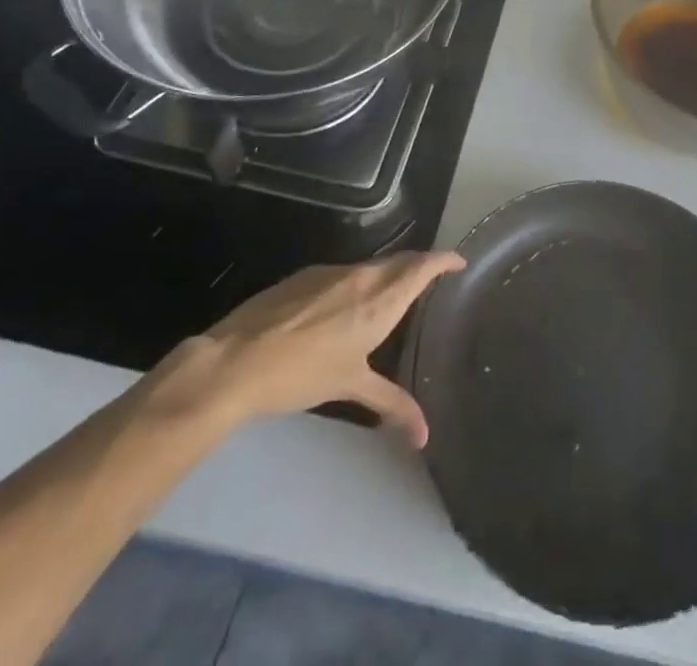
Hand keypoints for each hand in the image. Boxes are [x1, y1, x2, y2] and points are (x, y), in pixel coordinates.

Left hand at [136, 253, 465, 448]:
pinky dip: (360, 282)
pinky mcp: (305, 276)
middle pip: (400, 260)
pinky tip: (348, 307)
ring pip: (372, 266)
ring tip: (395, 296)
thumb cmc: (302, 373)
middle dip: (420, 265)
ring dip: (389, 274)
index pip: (422, 265)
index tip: (460, 262)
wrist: (236, 361)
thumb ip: (391, 405)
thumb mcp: (351, 387)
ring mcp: (331, 272)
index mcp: (380, 298)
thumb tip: (424, 436)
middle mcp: (361, 276)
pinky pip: (345, 273)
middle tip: (434, 280)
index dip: (444, 260)